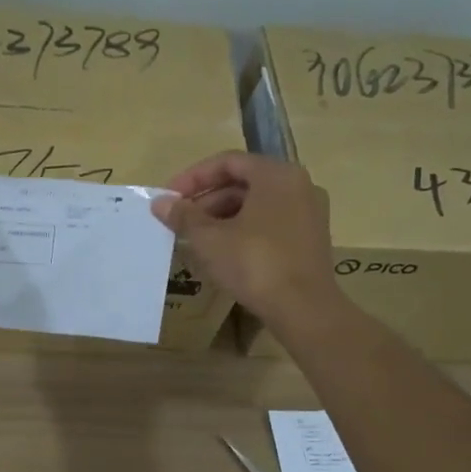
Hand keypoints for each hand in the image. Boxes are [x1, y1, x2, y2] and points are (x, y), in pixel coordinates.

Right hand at [151, 152, 339, 320]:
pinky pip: (270, 223)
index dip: (193, 178)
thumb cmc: (254, 263)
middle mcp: (298, 185)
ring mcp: (309, 213)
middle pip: (243, 182)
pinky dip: (244, 230)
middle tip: (179, 221)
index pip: (228, 162)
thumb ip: (183, 216)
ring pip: (257, 205)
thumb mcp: (210, 239)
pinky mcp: (310, 239)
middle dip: (206, 199)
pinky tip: (223, 252)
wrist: (303, 308)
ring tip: (196, 239)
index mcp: (276, 175)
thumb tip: (160, 203)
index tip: (169, 197)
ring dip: (222, 217)